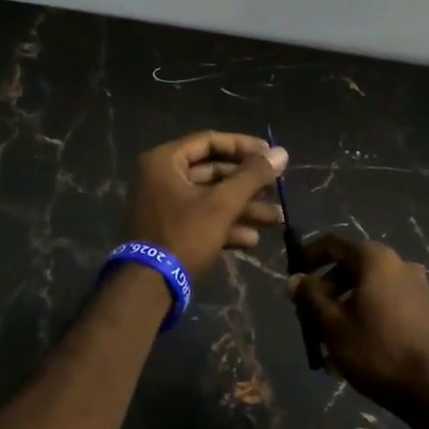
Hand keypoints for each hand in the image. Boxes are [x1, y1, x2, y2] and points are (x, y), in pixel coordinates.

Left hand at [121, 131, 288, 279]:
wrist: (148, 288)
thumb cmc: (184, 235)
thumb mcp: (222, 204)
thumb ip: (252, 176)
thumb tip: (281, 152)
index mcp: (165, 161)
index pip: (209, 141)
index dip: (243, 146)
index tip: (271, 155)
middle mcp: (161, 178)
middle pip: (212, 172)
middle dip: (248, 184)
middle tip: (277, 190)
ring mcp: (163, 206)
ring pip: (210, 199)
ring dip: (243, 208)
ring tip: (276, 219)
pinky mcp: (168, 232)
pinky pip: (201, 219)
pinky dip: (226, 226)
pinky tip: (252, 240)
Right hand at [287, 235, 428, 412]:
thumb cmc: (376, 351)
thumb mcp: (333, 325)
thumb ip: (311, 297)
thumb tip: (294, 280)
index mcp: (375, 259)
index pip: (333, 245)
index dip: (308, 257)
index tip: (294, 278)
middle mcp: (398, 264)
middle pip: (351, 267)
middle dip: (326, 290)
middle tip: (309, 316)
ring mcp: (416, 286)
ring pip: (368, 289)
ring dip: (344, 308)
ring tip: (328, 341)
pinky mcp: (425, 309)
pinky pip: (386, 303)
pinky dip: (366, 316)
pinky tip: (354, 347)